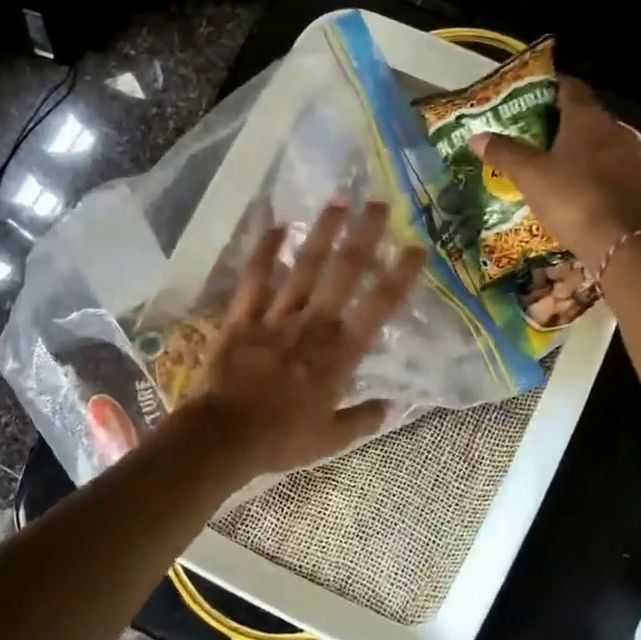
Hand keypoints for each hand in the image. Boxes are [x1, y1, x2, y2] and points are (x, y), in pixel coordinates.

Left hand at [177, 201, 426, 477]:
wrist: (225, 436)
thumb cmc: (281, 440)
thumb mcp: (330, 440)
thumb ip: (362, 420)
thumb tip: (389, 407)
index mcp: (339, 353)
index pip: (379, 307)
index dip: (400, 275)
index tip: (416, 247)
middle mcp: (313, 325)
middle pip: (344, 272)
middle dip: (364, 235)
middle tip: (378, 201)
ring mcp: (276, 316)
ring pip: (304, 266)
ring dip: (322, 231)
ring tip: (338, 199)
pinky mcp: (243, 317)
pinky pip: (256, 278)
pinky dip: (264, 251)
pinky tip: (276, 225)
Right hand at [471, 77, 640, 267]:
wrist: (618, 242)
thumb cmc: (571, 197)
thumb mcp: (529, 175)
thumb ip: (504, 152)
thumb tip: (476, 136)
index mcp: (587, 118)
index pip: (569, 87)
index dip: (547, 87)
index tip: (526, 95)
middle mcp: (613, 130)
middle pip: (582, 115)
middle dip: (556, 120)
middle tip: (526, 131)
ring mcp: (628, 157)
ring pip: (595, 142)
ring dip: (572, 147)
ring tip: (543, 160)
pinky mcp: (634, 183)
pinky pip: (605, 166)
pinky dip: (585, 169)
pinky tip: (568, 185)